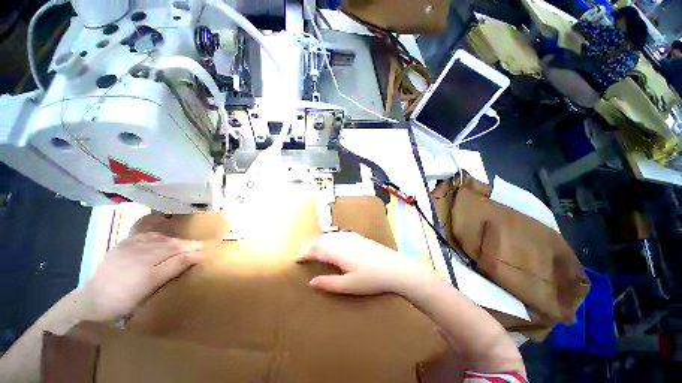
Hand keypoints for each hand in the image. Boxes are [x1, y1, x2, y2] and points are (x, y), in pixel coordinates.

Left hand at [82, 233, 203, 320]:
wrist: (91, 300)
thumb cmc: (123, 302)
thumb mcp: (148, 292)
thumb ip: (172, 272)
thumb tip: (195, 258)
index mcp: (149, 270)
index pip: (178, 257)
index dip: (193, 253)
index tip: (205, 253)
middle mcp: (142, 254)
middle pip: (172, 246)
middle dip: (189, 245)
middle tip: (201, 245)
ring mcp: (131, 247)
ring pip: (161, 239)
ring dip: (176, 240)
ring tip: (186, 242)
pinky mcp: (123, 244)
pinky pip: (146, 235)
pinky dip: (160, 236)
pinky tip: (164, 238)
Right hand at [296, 232, 429, 295]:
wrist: (396, 268)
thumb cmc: (372, 279)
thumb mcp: (349, 286)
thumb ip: (329, 283)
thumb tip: (311, 282)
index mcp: (338, 252)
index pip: (316, 249)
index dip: (304, 253)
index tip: (296, 259)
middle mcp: (342, 240)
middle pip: (321, 240)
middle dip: (309, 246)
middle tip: (302, 254)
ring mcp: (351, 237)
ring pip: (329, 235)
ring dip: (319, 241)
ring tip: (313, 248)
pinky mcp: (358, 237)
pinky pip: (338, 234)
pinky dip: (329, 238)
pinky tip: (331, 242)